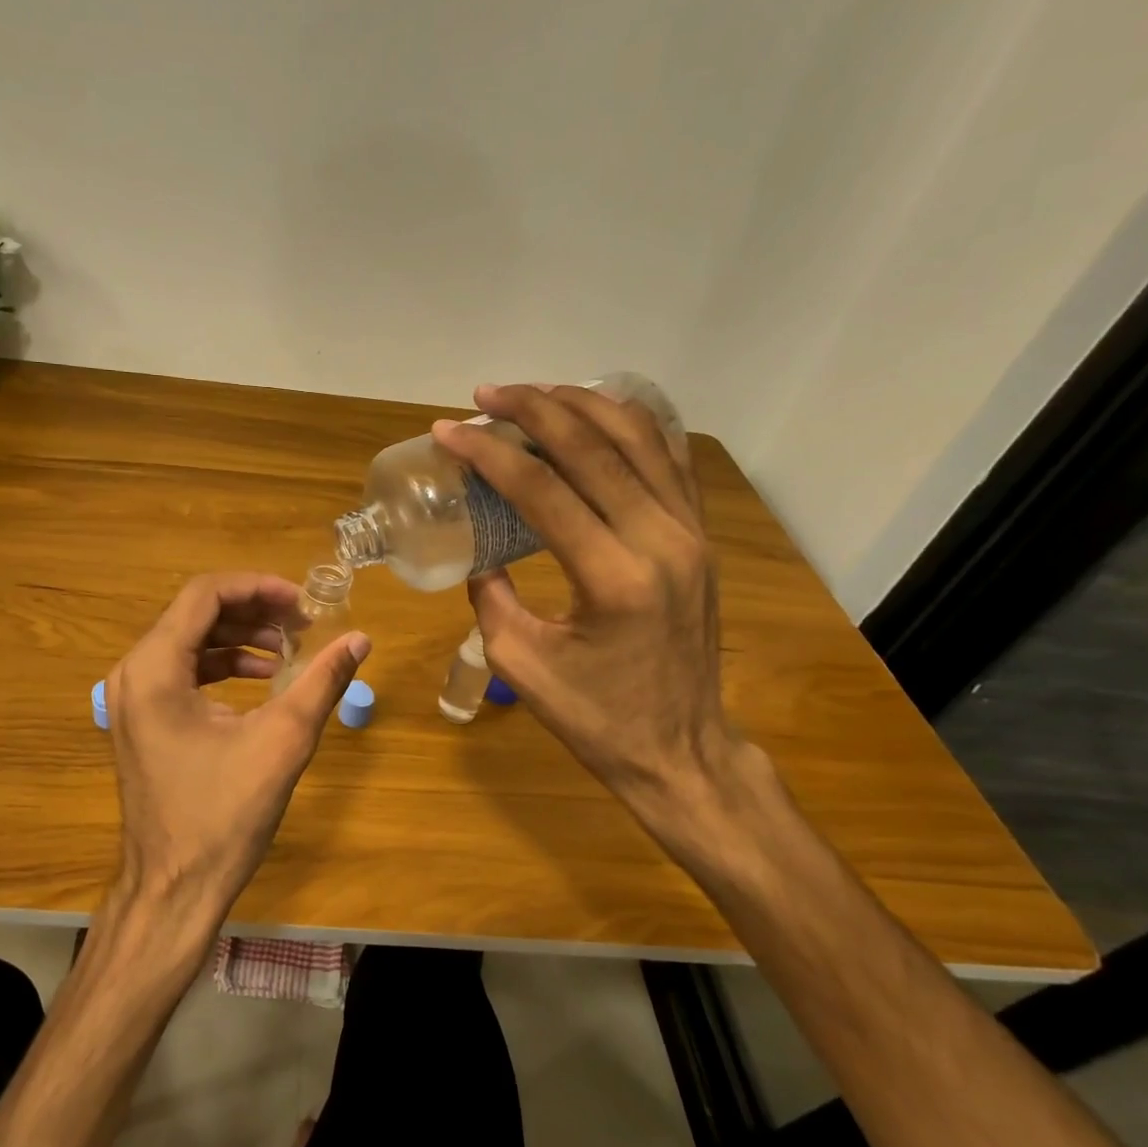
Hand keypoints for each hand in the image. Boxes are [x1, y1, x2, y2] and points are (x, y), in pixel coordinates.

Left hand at [106, 572, 370, 932]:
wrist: (174, 889)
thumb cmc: (223, 817)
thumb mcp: (281, 742)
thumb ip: (321, 682)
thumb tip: (360, 639)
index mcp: (154, 669)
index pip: (204, 594)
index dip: (258, 587)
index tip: (303, 602)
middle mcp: (133, 673)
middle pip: (196, 614)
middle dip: (254, 611)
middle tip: (304, 623)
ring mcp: (132, 698)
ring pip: (190, 640)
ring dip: (241, 637)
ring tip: (291, 648)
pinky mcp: (142, 720)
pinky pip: (183, 671)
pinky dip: (224, 665)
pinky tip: (264, 679)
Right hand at [432, 385, 751, 855]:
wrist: (681, 751)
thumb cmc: (596, 720)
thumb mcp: (521, 664)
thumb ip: (491, 597)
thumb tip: (478, 554)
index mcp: (613, 577)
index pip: (542, 489)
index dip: (488, 452)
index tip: (447, 431)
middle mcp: (662, 540)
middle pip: (593, 446)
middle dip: (532, 409)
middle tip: (485, 395)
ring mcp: (691, 533)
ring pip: (639, 437)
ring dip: (582, 405)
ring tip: (534, 395)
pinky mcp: (700, 536)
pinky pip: (667, 458)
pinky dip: (628, 425)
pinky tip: (593, 417)